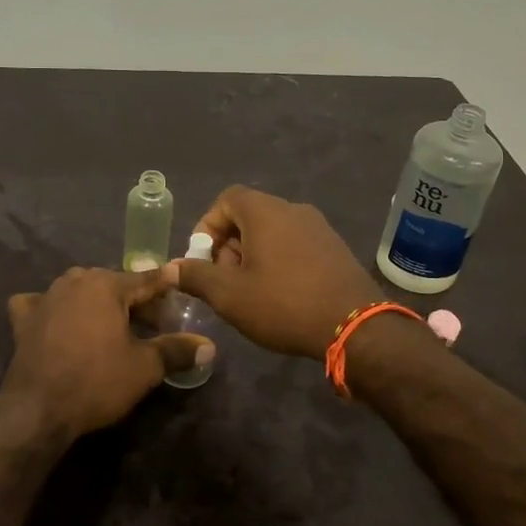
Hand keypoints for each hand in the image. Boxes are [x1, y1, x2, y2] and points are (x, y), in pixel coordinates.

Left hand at [0, 267, 213, 440]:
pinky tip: (56, 320)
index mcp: (106, 285)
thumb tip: (209, 346)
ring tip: (111, 323)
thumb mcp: (144, 368)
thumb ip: (176, 350)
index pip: (145, 280)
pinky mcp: (23, 319)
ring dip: (96, 302)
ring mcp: (45, 298)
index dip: (165, 285)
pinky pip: (41, 304)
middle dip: (133, 299)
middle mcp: (74, 281)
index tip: (179, 283)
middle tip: (152, 321)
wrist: (38, 408)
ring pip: (79, 290)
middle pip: (113, 284)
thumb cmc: (97, 381)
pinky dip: (52, 308)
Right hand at [171, 187, 380, 357]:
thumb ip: (195, 277)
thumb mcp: (229, 295)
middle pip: (249, 215)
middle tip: (224, 280)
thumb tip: (170, 269)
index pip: (227, 199)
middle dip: (229, 245)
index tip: (204, 258)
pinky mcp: (335, 248)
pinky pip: (296, 244)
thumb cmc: (283, 304)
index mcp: (265, 211)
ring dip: (253, 256)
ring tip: (250, 292)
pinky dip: (279, 261)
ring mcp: (319, 228)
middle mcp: (293, 210)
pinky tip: (281, 295)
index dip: (208, 225)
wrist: (355, 326)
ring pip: (273, 232)